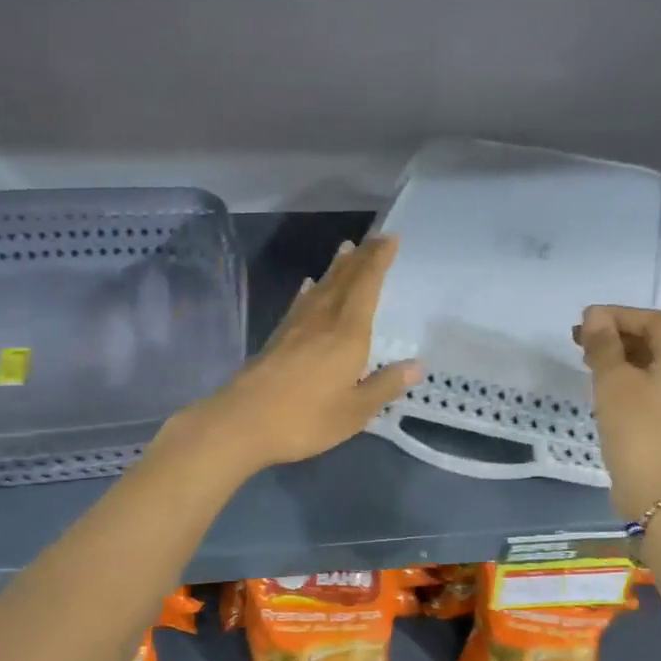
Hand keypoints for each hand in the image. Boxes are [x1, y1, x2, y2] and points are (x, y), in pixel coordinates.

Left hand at [173, 236, 418, 474]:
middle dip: (362, 258)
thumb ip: (385, 385)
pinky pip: (300, 304)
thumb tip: (417, 365)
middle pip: (344, 281)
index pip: (367, 287)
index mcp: (347, 334)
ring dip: (336, 268)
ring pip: (321, 288)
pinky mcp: (277, 339)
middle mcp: (322, 321)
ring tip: (346, 250)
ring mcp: (296, 328)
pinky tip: (309, 287)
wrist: (243, 423)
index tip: (391, 239)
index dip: (379, 261)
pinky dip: (309, 291)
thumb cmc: (305, 419)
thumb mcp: (355, 411)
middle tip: (376, 237)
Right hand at [574, 305, 660, 520]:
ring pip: (656, 363)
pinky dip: (633, 378)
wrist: (659, 491)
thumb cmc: (637, 428)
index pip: (651, 319)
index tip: (583, 321)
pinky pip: (658, 385)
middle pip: (657, 339)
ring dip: (623, 357)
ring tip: (588, 361)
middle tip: (580, 340)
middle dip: (618, 335)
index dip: (616, 316)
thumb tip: (594, 317)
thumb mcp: (613, 381)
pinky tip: (607, 386)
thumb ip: (603, 344)